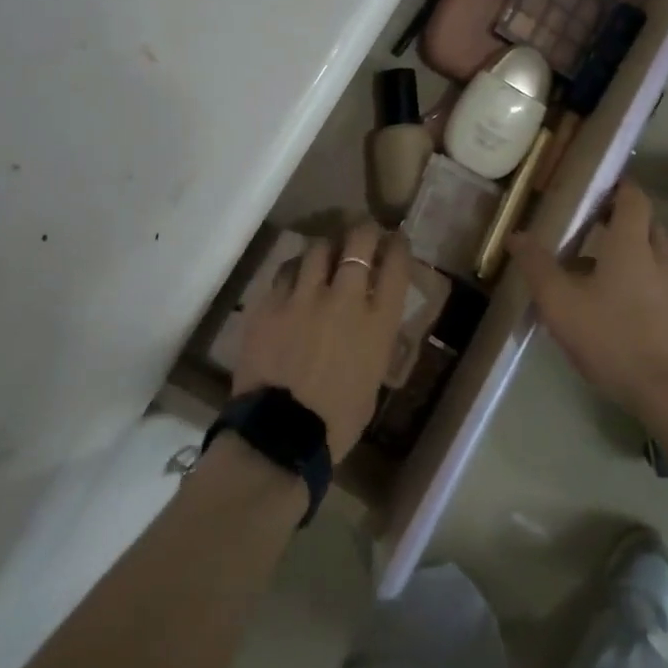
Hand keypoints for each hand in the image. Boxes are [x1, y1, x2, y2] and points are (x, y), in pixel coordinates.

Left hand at [233, 222, 409, 460]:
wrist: (280, 437)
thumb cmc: (337, 420)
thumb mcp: (373, 378)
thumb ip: (375, 339)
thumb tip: (371, 319)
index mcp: (377, 322)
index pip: (396, 264)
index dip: (397, 244)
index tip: (394, 239)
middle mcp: (344, 298)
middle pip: (358, 241)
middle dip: (363, 230)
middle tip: (362, 232)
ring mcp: (304, 297)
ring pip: (318, 247)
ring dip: (326, 247)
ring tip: (325, 252)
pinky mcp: (270, 303)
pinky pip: (285, 270)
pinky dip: (295, 269)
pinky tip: (295, 275)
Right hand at [507, 179, 667, 417]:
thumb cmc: (613, 338)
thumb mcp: (561, 303)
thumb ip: (537, 266)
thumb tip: (516, 235)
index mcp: (632, 244)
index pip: (633, 197)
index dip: (617, 185)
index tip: (593, 184)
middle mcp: (658, 257)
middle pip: (644, 222)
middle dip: (619, 217)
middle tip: (587, 221)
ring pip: (650, 254)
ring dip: (624, 250)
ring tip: (589, 266)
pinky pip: (654, 281)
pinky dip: (633, 278)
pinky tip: (608, 304)